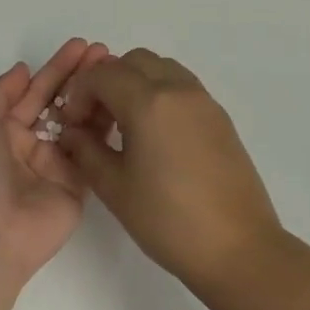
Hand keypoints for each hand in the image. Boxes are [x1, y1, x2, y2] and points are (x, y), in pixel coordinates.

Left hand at [0, 39, 110, 282]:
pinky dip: (106, 128)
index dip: (57, 68)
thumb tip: (23, 69)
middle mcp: (30, 144)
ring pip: (81, 123)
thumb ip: (1, 92)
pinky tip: (123, 104)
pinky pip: (94, 151)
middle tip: (107, 53)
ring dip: (98, 97)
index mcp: (1, 128)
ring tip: (120, 72)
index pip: (35, 91)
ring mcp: (56, 165)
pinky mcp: (78, 185)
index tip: (82, 45)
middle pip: (61, 103)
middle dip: (82, 77)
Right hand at [56, 48, 281, 282]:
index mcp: (149, 103)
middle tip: (96, 120)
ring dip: (135, 84)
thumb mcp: (114, 188)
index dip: (79, 93)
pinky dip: (160, 95)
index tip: (73, 124)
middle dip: (107, 82)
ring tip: (125, 126)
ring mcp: (204, 102)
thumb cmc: (168, 220)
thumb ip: (86, 151)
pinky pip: (182, 87)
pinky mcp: (220, 118)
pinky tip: (153, 137)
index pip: (103, 74)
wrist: (237, 248)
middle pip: (133, 62)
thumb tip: (72, 132)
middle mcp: (179, 90)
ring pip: (161, 69)